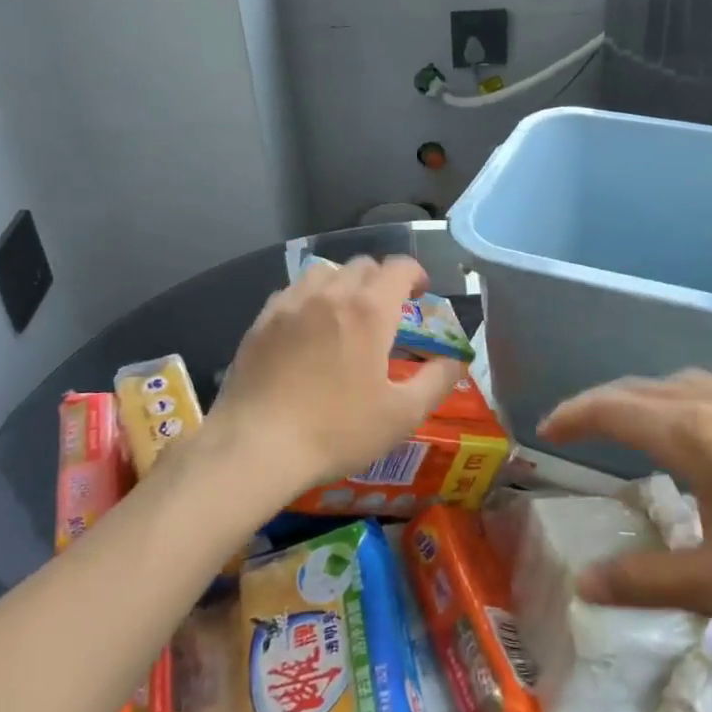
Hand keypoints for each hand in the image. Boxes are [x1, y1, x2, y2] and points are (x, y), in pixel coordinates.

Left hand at [207, 256, 458, 499]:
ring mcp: (290, 304)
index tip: (421, 293)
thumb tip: (455, 360)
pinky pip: (292, 291)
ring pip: (324, 272)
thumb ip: (437, 381)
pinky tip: (307, 328)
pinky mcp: (261, 321)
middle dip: (381, 279)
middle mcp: (330, 294)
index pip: (398, 267)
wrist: (257, 446)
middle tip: (387, 311)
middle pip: (362, 265)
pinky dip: (310, 298)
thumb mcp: (402, 415)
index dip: (415, 274)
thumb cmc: (337, 430)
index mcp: (369, 310)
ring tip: (346, 313)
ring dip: (344, 283)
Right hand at [538, 370, 711, 649]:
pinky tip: (701, 437)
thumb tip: (584, 585)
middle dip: (602, 402)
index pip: (615, 409)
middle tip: (575, 426)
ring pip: (685, 383)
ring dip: (645, 397)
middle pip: (645, 388)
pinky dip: (684, 401)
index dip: (574, 414)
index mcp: (698, 435)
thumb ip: (647, 582)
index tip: (545, 430)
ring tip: (630, 426)